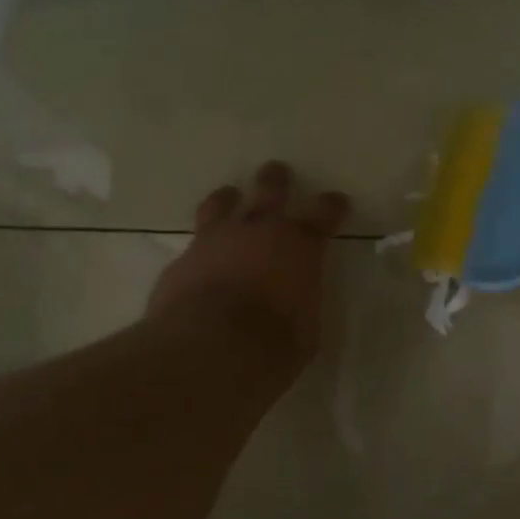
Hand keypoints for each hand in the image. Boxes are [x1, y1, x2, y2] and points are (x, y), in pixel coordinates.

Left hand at [148, 162, 349, 371]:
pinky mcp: (182, 261)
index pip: (323, 214)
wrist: (210, 348)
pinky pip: (193, 246)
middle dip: (276, 179)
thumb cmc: (275, 342)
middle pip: (269, 190)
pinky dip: (200, 249)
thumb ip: (302, 303)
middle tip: (277, 170)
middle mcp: (258, 231)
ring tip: (228, 195)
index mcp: (300, 246)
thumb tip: (296, 300)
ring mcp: (215, 241)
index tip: (338, 200)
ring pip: (221, 205)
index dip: (332, 206)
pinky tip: (198, 260)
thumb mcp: (307, 328)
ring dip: (228, 198)